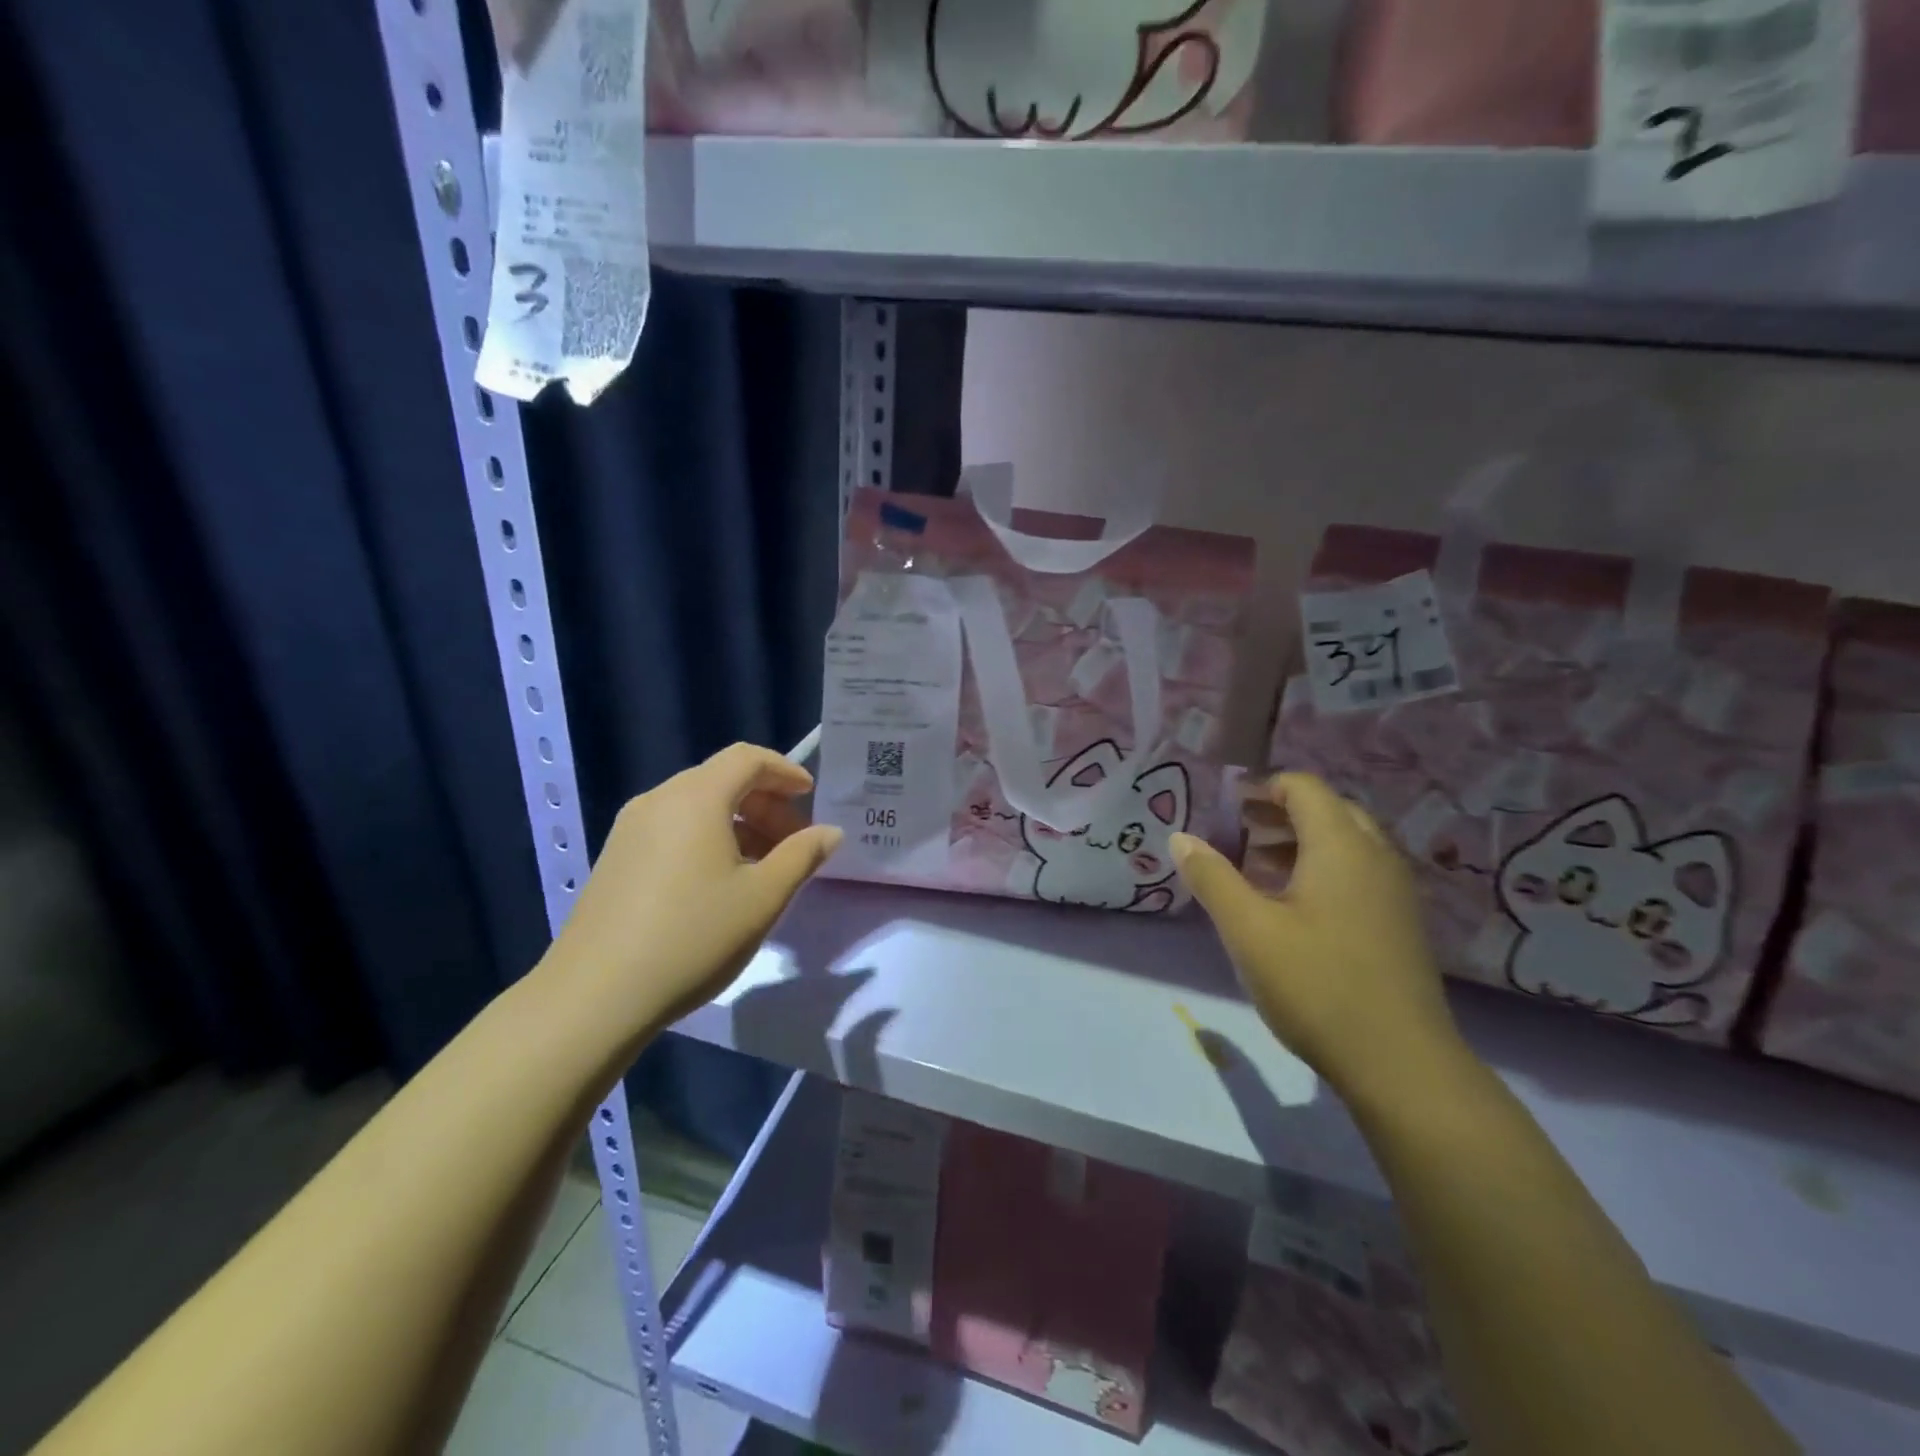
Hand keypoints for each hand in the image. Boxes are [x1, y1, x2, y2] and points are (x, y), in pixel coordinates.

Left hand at [538, 744, 842, 1040]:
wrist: (596, 996)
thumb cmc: (693, 937)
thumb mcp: (763, 898)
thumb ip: (802, 856)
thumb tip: (829, 832)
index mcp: (696, 798)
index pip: (747, 758)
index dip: (785, 771)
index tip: (811, 796)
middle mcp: (658, 800)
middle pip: (722, 779)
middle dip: (765, 802)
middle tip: (794, 841)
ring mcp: (630, 829)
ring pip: (697, 806)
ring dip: (738, 823)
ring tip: (763, 866)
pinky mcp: (615, 858)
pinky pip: (673, 828)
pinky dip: (707, 838)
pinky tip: (720, 882)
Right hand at [1169, 773, 1464, 1098]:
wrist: (1401, 1064)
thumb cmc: (1317, 985)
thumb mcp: (1249, 930)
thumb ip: (1212, 878)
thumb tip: (1180, 837)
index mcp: (1341, 847)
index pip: (1303, 788)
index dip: (1262, 786)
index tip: (1226, 805)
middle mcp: (1375, 857)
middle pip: (1328, 810)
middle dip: (1280, 812)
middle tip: (1238, 830)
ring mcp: (1394, 892)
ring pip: (1346, 843)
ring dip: (1300, 841)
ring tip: (1256, 865)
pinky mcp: (1400, 923)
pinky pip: (1358, 872)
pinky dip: (1322, 868)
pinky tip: (1292, 905)